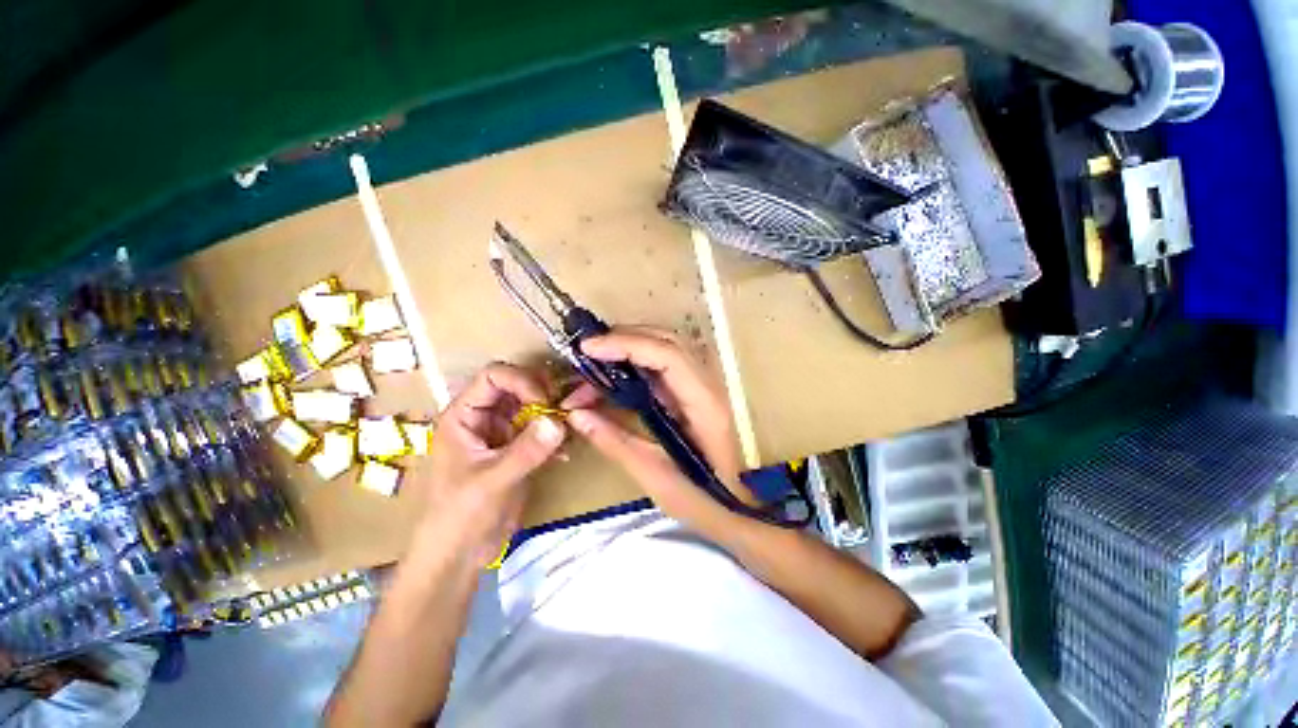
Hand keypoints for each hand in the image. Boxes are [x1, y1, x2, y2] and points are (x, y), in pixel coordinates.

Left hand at [423, 363, 565, 565]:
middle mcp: (484, 417)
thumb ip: (525, 451)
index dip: (521, 381)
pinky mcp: (518, 449)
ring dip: (553, 413)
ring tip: (569, 429)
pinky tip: (564, 453)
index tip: (545, 402)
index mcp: (464, 415)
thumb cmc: (460, 516)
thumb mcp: (491, 482)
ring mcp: (503, 432)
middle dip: (543, 393)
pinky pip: (541, 429)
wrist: (461, 555)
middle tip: (564, 410)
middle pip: (518, 386)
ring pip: (533, 406)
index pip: (494, 376)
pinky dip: (555, 435)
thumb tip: (558, 421)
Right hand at [562, 328, 752, 534]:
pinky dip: (637, 363)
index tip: (588, 348)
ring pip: (666, 347)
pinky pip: (664, 365)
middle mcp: (708, 384)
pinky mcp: (694, 392)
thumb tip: (576, 415)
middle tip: (587, 354)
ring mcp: (704, 385)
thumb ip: (615, 441)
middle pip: (667, 341)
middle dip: (624, 340)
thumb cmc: (703, 499)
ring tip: (595, 364)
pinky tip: (615, 377)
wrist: (739, 509)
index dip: (626, 344)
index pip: (667, 354)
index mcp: (704, 403)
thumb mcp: (655, 476)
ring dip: (630, 347)